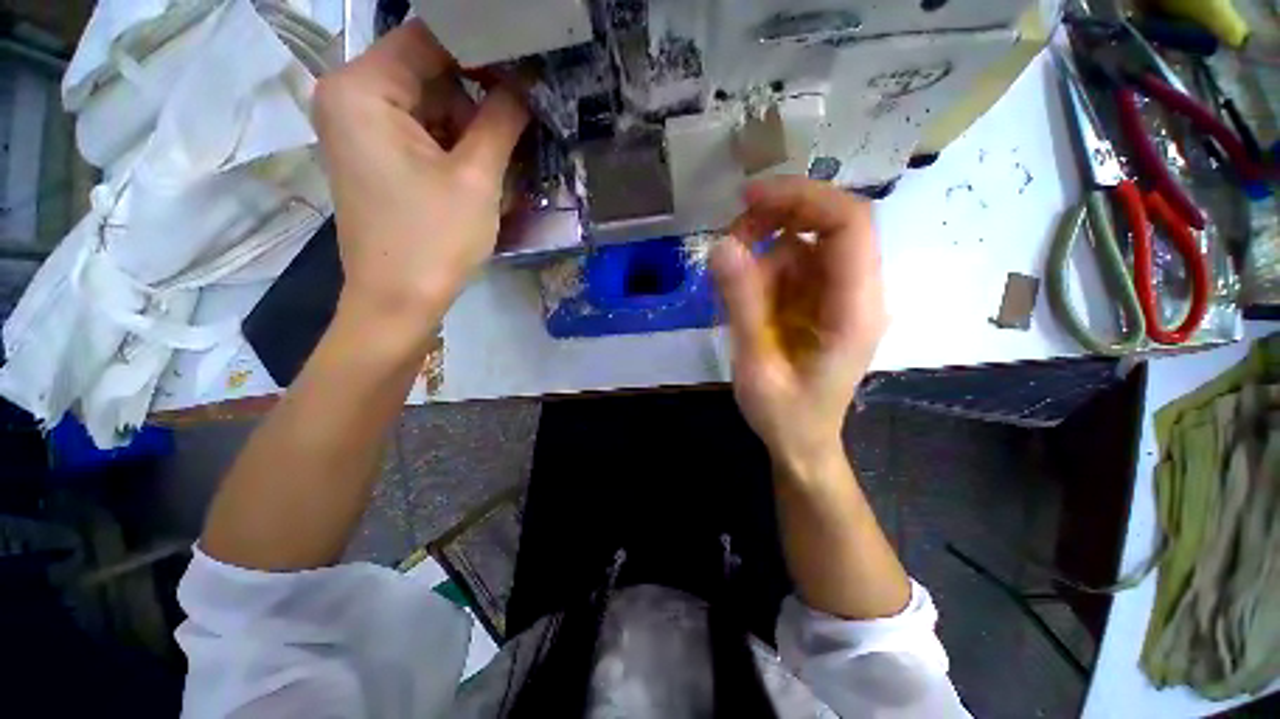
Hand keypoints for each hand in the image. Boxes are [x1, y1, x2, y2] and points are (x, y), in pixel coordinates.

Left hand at [312, 20, 528, 335]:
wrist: (399, 301)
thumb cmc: (435, 240)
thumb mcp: (477, 178)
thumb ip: (502, 121)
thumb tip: (526, 84)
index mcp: (363, 88)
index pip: (429, 39)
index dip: (482, 50)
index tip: (526, 69)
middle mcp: (350, 97)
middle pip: (427, 72)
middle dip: (477, 97)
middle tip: (521, 123)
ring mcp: (359, 128)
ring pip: (428, 105)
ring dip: (469, 128)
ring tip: (502, 160)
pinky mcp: (373, 156)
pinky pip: (420, 132)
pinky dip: (453, 145)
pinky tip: (479, 173)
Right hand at [712, 177, 886, 471]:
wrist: (802, 443)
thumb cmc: (785, 415)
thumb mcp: (757, 364)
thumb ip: (742, 305)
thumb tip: (721, 245)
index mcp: (855, 309)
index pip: (849, 224)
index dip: (803, 197)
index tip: (749, 198)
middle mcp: (855, 292)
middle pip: (827, 225)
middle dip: (775, 219)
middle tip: (729, 238)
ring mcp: (837, 296)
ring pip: (802, 245)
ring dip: (761, 252)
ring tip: (729, 288)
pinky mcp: (819, 302)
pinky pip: (790, 268)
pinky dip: (761, 272)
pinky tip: (742, 301)